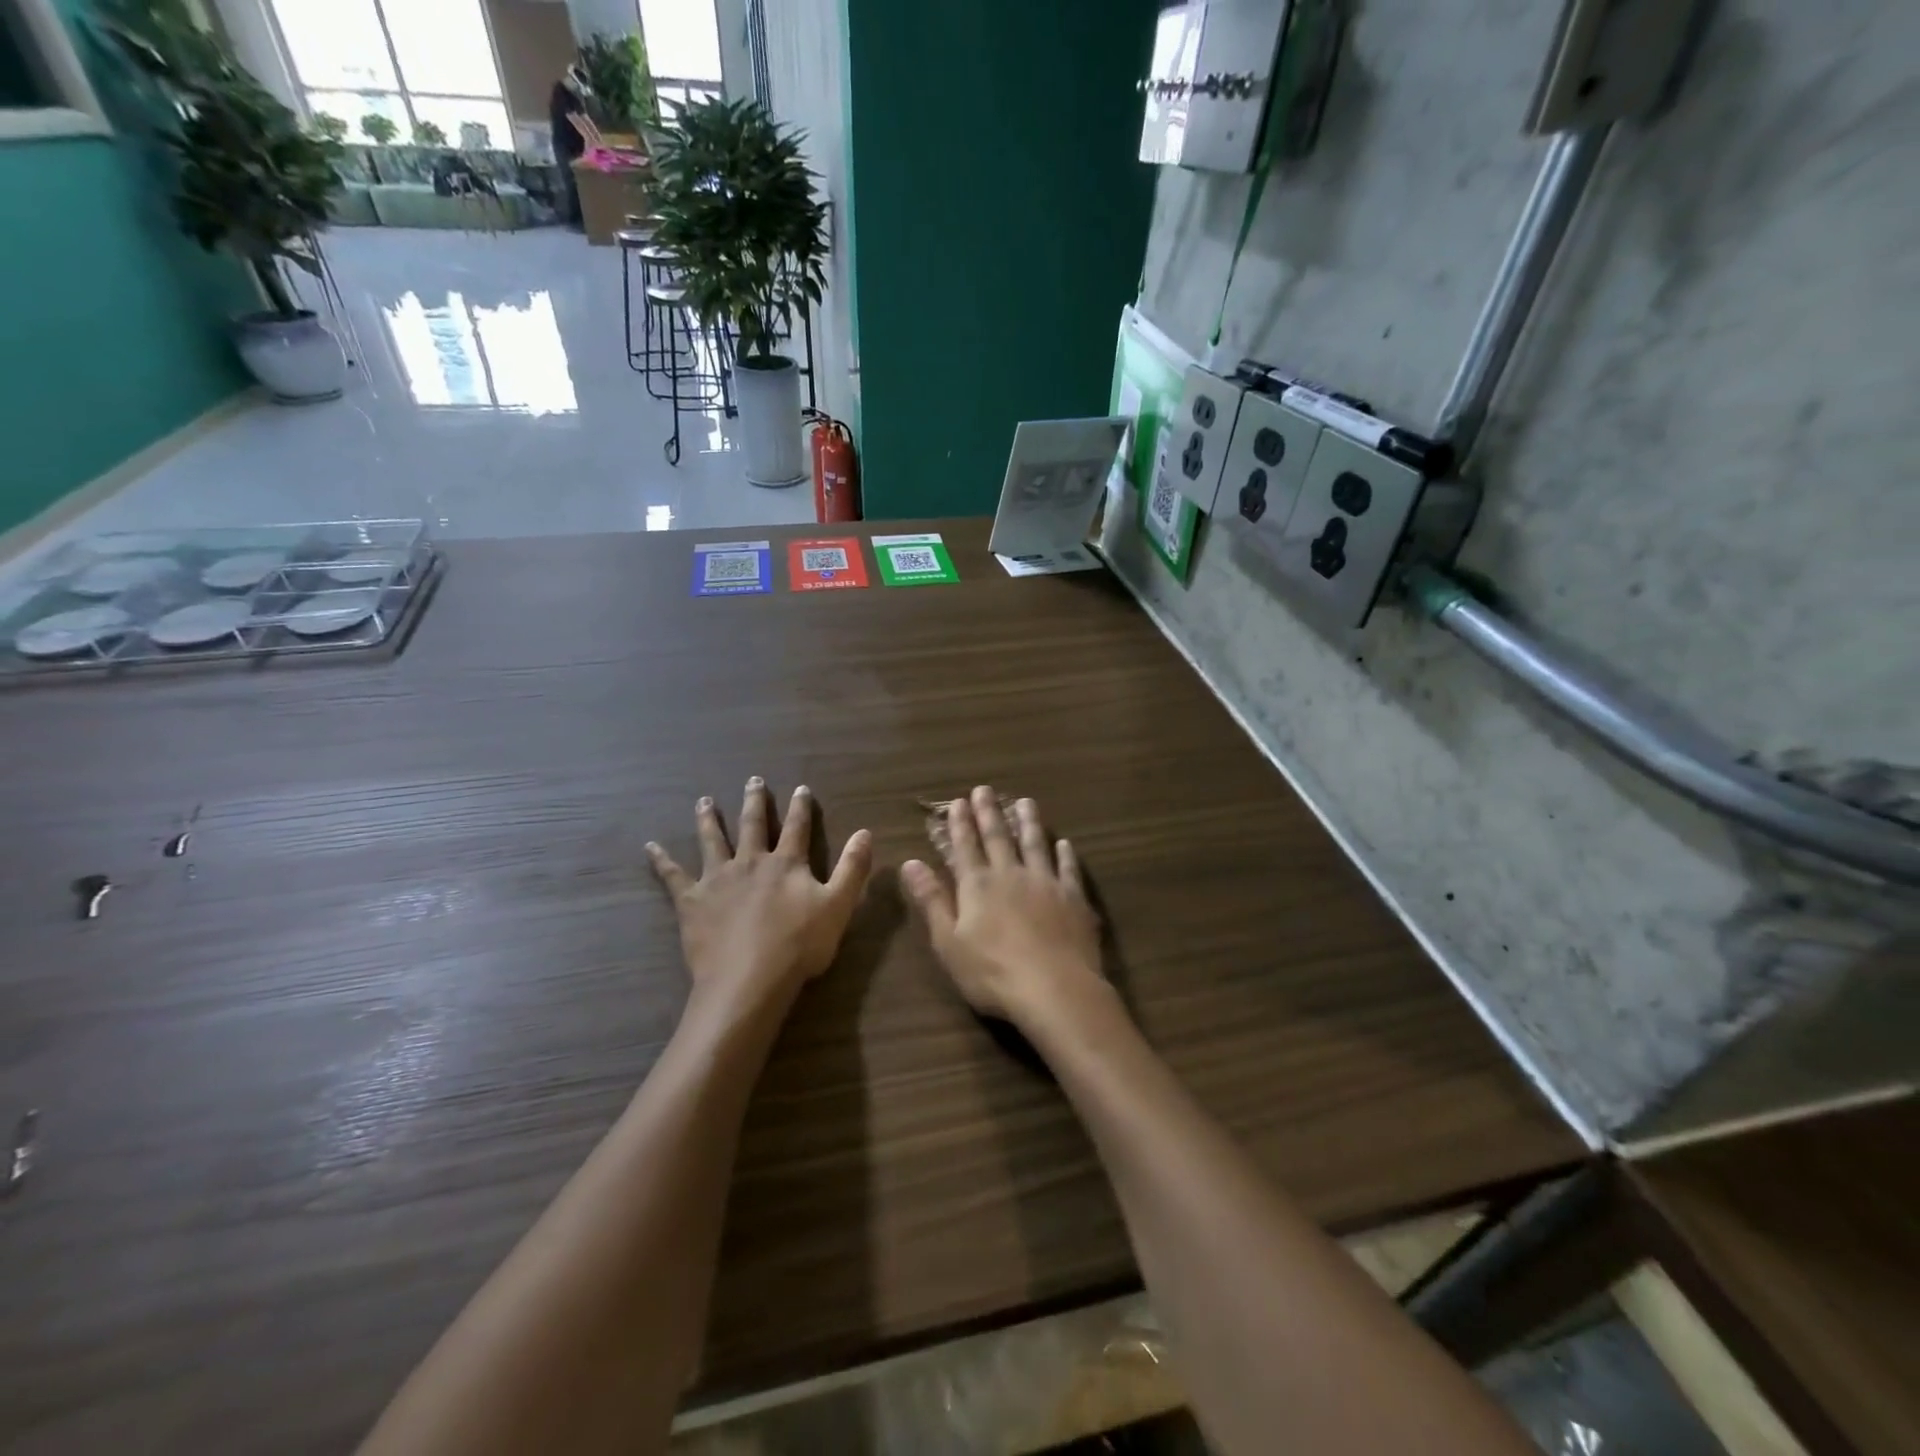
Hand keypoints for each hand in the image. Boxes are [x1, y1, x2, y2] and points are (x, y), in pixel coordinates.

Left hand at [647, 779, 872, 1008]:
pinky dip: (661, 860)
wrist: (749, 979)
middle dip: (755, 802)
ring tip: (704, 801)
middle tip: (753, 780)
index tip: (801, 788)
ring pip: (712, 841)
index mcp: (786, 863)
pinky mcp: (691, 901)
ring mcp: (717, 879)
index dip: (801, 807)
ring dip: (709, 819)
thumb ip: (852, 868)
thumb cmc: (799, 945)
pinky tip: (650, 846)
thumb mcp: (838, 906)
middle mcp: (751, 861)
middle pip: (753, 825)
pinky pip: (672, 876)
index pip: (797, 827)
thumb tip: (865, 832)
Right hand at [901, 786, 1102, 1026]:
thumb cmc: (992, 973)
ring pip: (1035, 844)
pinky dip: (1065, 854)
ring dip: (1029, 822)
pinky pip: (1068, 869)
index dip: (960, 824)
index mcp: (978, 886)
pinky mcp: (1073, 898)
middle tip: (984, 789)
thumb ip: (932, 900)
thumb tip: (911, 863)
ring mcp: (1045, 883)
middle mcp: (1011, 875)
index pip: (965, 847)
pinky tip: (1064, 843)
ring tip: (1025, 802)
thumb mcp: (949, 942)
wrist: (1054, 988)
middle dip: (989, 813)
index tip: (958, 801)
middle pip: (999, 838)